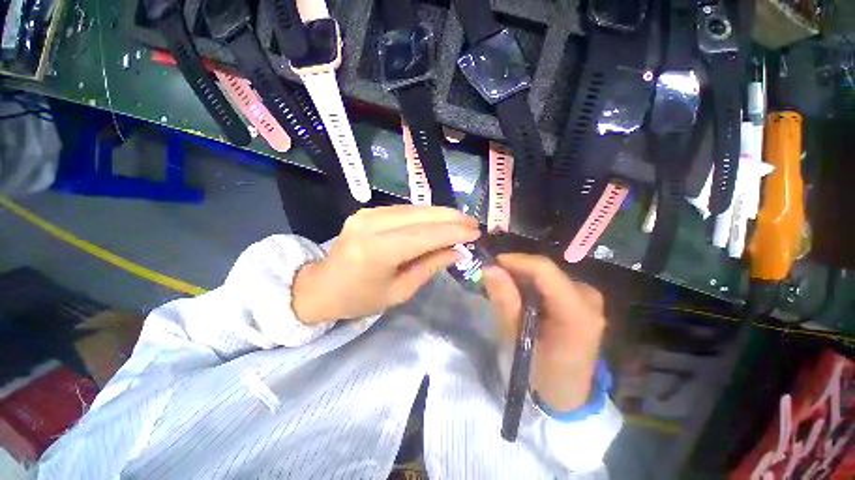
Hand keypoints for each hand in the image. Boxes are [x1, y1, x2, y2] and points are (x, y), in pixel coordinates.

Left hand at [293, 205, 480, 323]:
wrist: (322, 287)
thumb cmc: (360, 298)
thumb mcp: (399, 291)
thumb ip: (430, 266)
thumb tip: (458, 251)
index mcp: (377, 251)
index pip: (425, 235)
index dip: (453, 232)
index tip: (476, 233)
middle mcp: (371, 225)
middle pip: (420, 215)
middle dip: (451, 217)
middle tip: (473, 223)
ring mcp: (366, 214)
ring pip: (414, 209)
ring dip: (440, 213)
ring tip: (461, 221)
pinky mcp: (366, 211)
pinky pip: (403, 210)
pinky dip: (424, 214)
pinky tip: (438, 220)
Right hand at [483, 254, 605, 412]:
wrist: (569, 394)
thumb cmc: (542, 372)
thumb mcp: (517, 339)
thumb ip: (505, 301)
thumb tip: (490, 269)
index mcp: (576, 313)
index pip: (545, 270)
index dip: (516, 261)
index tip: (492, 263)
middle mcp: (589, 298)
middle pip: (546, 270)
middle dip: (517, 271)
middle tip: (495, 280)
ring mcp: (589, 298)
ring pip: (548, 274)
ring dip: (524, 278)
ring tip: (506, 291)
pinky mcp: (584, 300)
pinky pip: (553, 282)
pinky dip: (534, 285)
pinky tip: (522, 297)